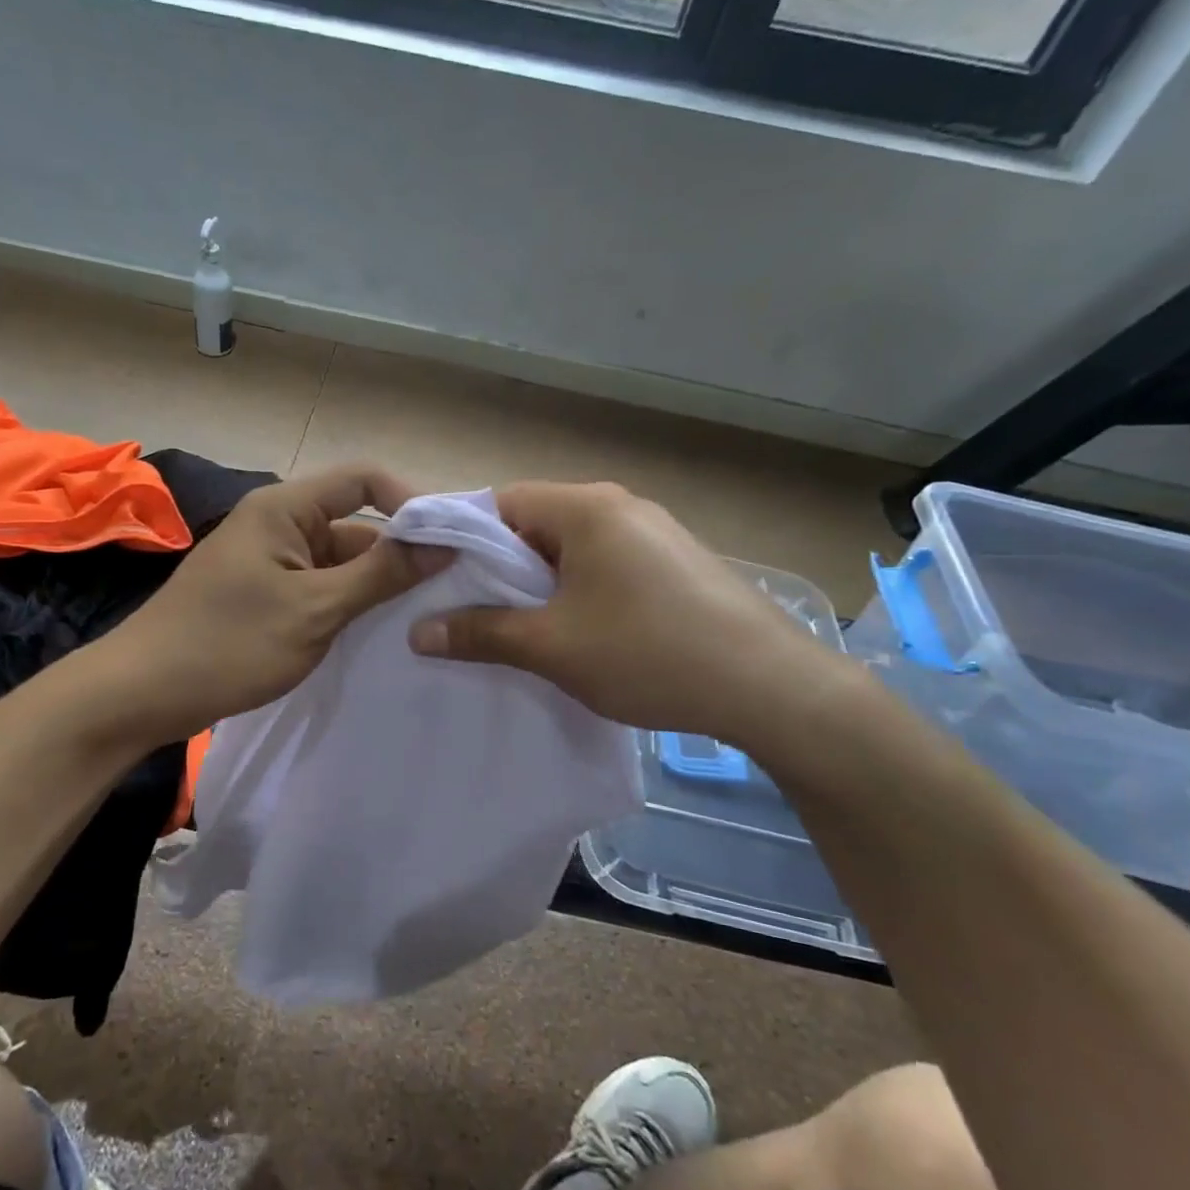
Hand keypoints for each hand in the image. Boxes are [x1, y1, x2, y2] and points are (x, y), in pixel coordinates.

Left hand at [100, 464, 451, 743]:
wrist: (142, 695)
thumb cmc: (229, 643)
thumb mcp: (315, 609)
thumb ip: (381, 574)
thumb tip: (442, 543)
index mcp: (285, 508)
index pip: (363, 479)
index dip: (410, 501)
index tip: (449, 541)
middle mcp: (279, 524)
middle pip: (355, 523)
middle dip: (399, 553)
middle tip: (449, 591)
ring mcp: (271, 562)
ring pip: (340, 561)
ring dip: (376, 584)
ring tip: (424, 617)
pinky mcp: (266, 595)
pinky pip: (320, 587)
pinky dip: (349, 604)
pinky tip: (379, 633)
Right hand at [407, 481, 854, 749]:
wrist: (772, 687)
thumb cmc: (648, 653)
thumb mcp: (552, 647)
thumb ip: (481, 633)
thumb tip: (418, 632)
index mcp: (585, 507)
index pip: (499, 502)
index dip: (464, 540)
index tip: (444, 583)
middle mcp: (619, 504)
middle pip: (535, 523)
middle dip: (503, 567)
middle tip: (479, 614)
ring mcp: (654, 530)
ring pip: (572, 546)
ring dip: (543, 582)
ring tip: (528, 629)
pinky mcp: (676, 560)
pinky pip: (607, 562)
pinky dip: (581, 589)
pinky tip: (586, 632)